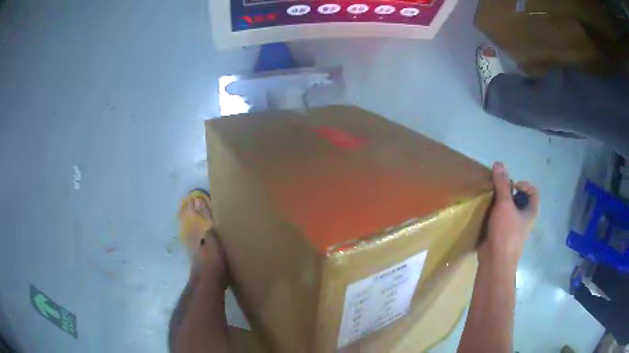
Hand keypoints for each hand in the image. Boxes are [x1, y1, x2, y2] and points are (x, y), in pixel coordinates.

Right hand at [479, 162, 539, 269]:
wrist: (495, 262)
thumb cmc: (506, 232)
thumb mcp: (504, 204)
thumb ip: (502, 184)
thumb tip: (498, 163)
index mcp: (531, 212)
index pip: (533, 192)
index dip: (524, 184)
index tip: (512, 185)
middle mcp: (525, 220)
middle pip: (520, 200)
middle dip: (509, 193)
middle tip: (498, 192)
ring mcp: (514, 229)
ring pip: (509, 211)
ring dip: (500, 204)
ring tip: (490, 202)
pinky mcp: (502, 236)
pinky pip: (501, 220)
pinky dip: (495, 215)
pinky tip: (486, 215)